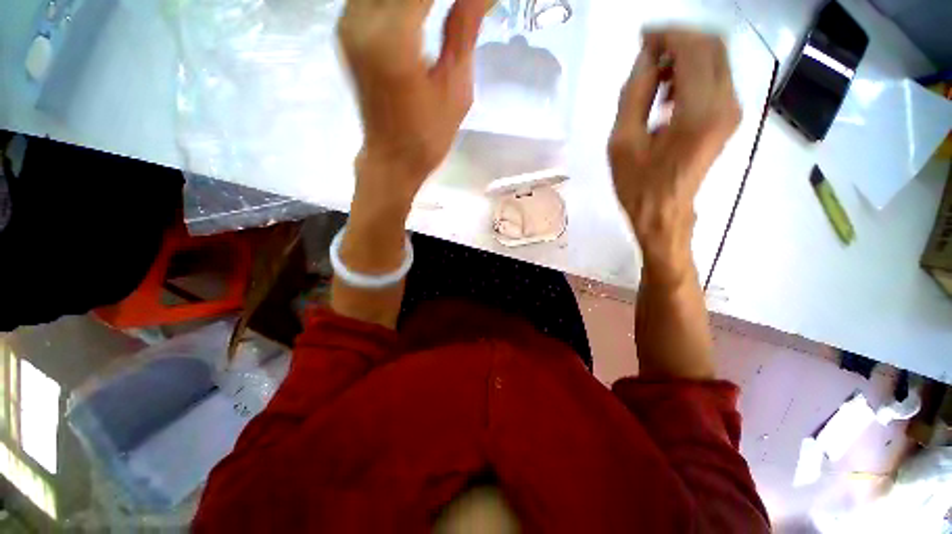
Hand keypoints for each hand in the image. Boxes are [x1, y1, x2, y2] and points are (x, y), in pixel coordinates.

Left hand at [338, 0, 484, 210]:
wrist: (392, 159)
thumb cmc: (429, 137)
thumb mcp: (456, 89)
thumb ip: (465, 28)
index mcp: (393, 39)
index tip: (478, 1)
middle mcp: (360, 19)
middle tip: (462, 8)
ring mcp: (348, 20)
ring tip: (446, 12)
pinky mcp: (346, 27)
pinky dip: (403, 1)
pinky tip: (422, 10)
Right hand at [608, 29, 739, 277]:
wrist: (664, 213)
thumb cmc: (637, 184)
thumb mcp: (622, 141)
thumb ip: (635, 93)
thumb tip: (647, 56)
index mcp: (698, 112)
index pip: (694, 48)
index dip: (667, 34)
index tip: (642, 38)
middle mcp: (726, 104)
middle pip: (712, 45)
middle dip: (678, 40)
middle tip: (646, 54)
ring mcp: (733, 110)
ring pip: (717, 58)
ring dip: (685, 56)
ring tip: (653, 79)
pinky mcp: (729, 117)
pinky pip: (716, 77)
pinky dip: (692, 72)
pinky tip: (668, 93)